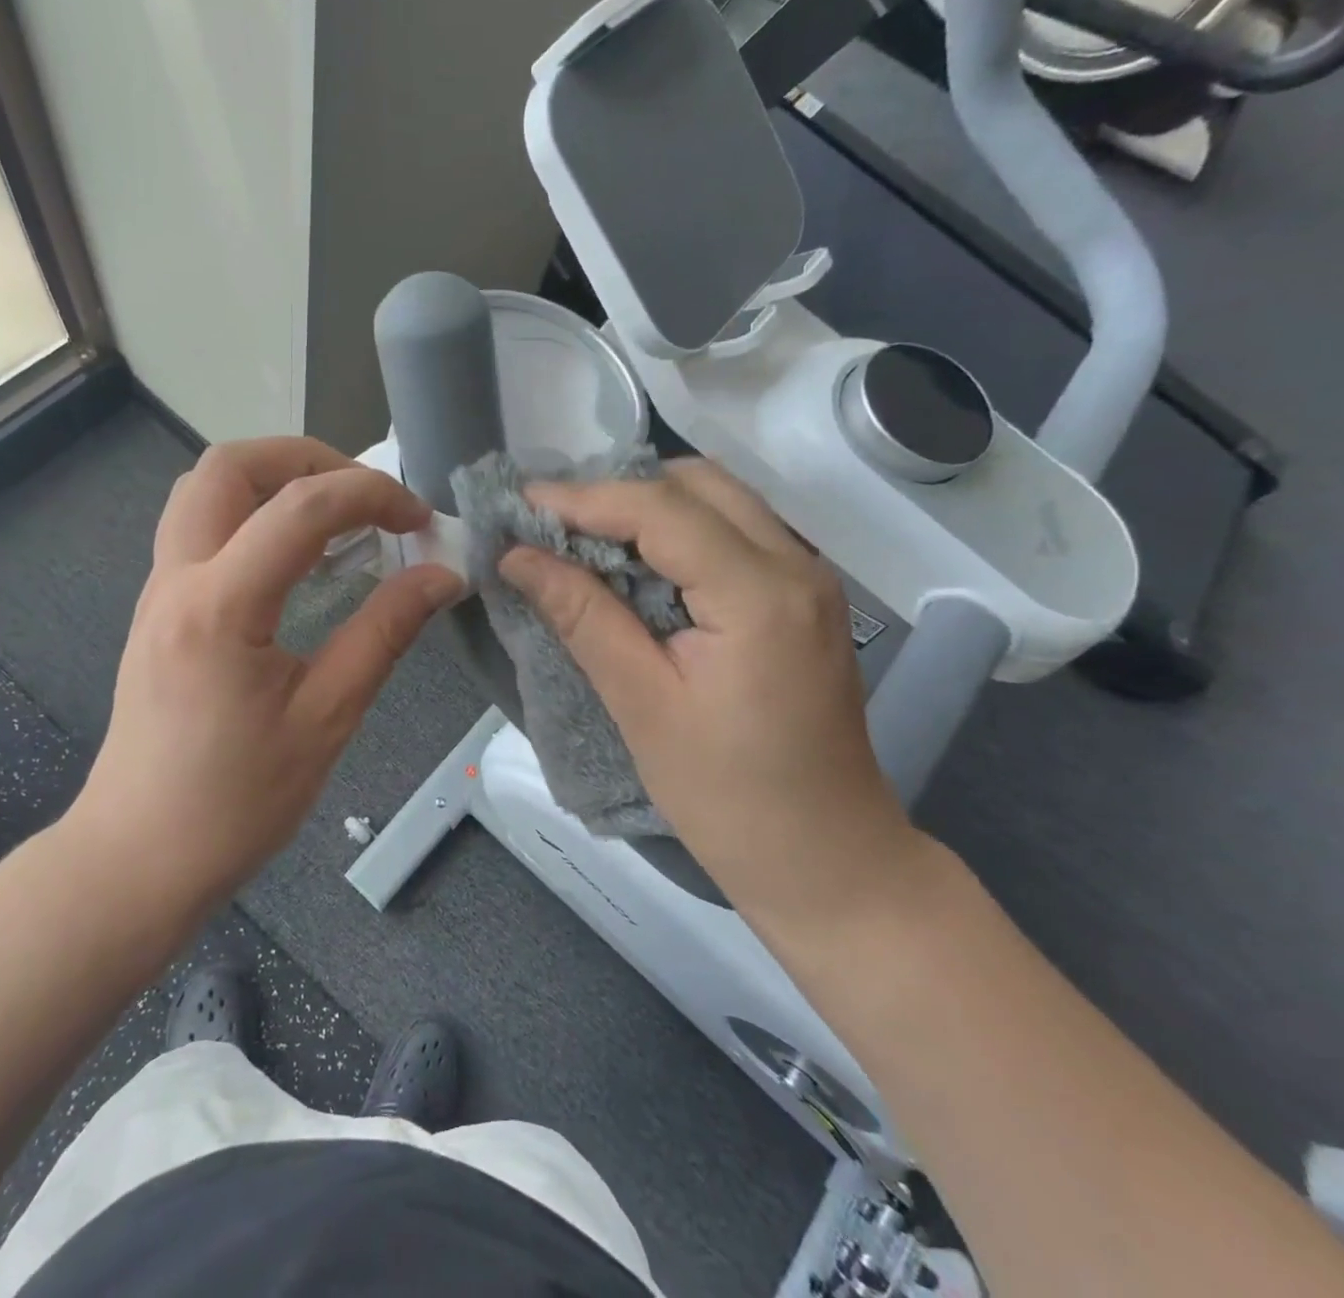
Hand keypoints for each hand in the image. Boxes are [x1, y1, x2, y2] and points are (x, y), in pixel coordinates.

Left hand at [71, 438, 461, 908]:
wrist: (138, 858)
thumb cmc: (235, 803)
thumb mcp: (326, 718)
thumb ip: (385, 633)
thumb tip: (442, 575)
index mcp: (221, 605)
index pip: (301, 507)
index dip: (372, 495)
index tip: (420, 522)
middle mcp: (177, 578)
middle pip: (228, 465)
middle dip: (307, 458)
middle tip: (365, 496)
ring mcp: (159, 591)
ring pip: (204, 489)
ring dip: (272, 479)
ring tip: (334, 516)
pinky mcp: (159, 610)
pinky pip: (199, 527)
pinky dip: (252, 514)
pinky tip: (295, 558)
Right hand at [499, 460, 924, 936]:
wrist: (827, 859)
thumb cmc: (728, 796)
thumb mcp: (641, 704)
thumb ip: (582, 615)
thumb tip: (516, 556)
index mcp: (759, 594)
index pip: (661, 509)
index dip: (583, 498)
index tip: (520, 503)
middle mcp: (796, 565)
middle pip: (698, 483)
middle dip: (618, 492)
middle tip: (553, 525)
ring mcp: (809, 577)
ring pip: (720, 499)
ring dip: (649, 507)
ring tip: (584, 540)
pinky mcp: (804, 597)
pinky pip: (735, 531)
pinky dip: (679, 532)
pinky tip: (637, 566)